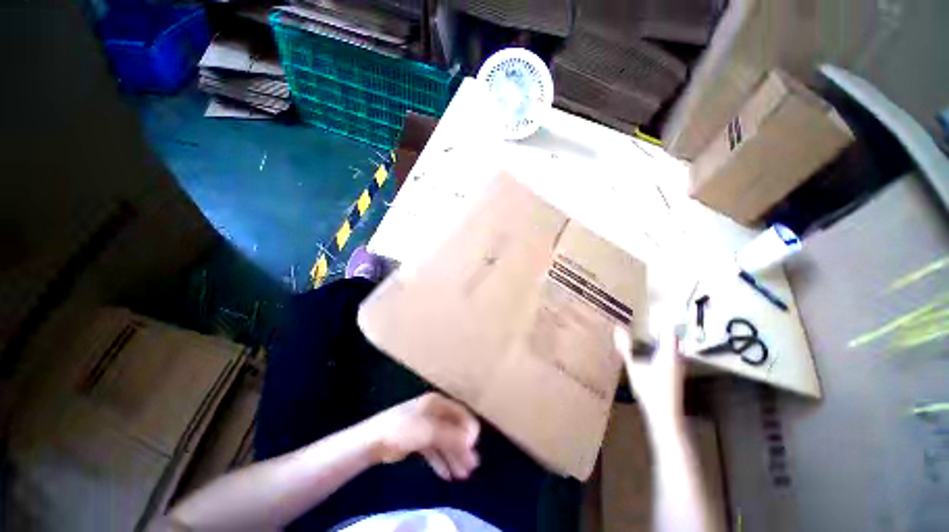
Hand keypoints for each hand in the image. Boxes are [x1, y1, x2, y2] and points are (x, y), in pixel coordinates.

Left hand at [365, 393, 479, 480]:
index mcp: (438, 403)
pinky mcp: (417, 440)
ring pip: (444, 441)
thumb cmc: (405, 429)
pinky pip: (434, 450)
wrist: (375, 439)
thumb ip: (452, 436)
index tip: (474, 447)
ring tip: (462, 475)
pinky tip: (447, 475)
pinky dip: (441, 461)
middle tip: (471, 467)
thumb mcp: (431, 431)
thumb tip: (472, 442)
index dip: (469, 429)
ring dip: (453, 457)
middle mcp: (434, 412)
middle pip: (453, 429)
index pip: (460, 413)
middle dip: (462, 448)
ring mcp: (425, 426)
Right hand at [614, 327, 684, 428]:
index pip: (669, 329)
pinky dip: (660, 348)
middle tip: (643, 320)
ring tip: (644, 333)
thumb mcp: (633, 367)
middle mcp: (677, 357)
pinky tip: (648, 352)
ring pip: (671, 346)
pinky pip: (669, 354)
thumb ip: (625, 347)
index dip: (662, 318)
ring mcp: (678, 366)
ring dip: (659, 338)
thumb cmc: (650, 390)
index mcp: (669, 352)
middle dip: (659, 327)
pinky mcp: (675, 374)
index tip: (650, 309)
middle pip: (671, 337)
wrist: (665, 416)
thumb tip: (617, 328)